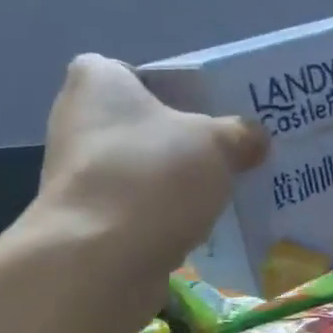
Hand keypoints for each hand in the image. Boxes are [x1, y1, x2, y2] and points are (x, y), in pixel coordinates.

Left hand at [22, 54, 266, 277]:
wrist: (100, 261)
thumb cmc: (153, 177)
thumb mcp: (216, 143)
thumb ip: (240, 134)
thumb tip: (255, 138)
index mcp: (97, 82)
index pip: (133, 72)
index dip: (170, 89)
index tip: (204, 112)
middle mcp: (77, 122)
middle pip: (141, 125)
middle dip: (180, 141)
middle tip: (228, 152)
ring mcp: (77, 176)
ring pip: (140, 171)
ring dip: (173, 183)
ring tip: (222, 193)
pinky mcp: (85, 222)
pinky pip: (135, 210)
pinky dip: (161, 218)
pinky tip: (197, 229)